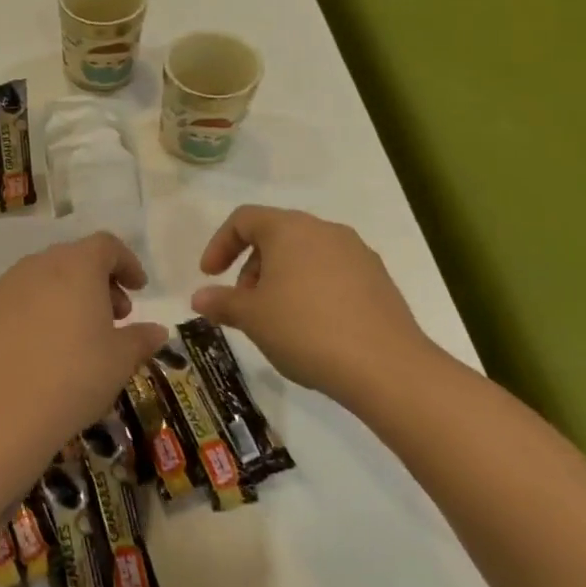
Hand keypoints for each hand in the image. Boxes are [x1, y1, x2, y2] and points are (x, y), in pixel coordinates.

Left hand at [0, 234, 167, 469]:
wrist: (0, 410)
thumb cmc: (74, 377)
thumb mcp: (120, 361)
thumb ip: (141, 338)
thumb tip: (156, 331)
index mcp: (77, 266)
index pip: (106, 246)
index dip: (127, 263)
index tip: (138, 289)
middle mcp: (39, 265)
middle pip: (74, 259)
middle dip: (98, 282)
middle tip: (114, 316)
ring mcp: (5, 286)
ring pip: (43, 278)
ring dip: (65, 295)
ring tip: (77, 334)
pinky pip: (17, 300)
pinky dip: (34, 312)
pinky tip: (39, 348)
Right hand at [192, 206, 438, 400]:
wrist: (386, 366)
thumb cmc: (305, 330)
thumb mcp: (252, 318)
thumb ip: (222, 302)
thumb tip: (199, 298)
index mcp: (289, 229)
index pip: (244, 219)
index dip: (220, 244)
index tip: (209, 276)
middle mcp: (324, 230)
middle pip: (275, 236)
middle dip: (251, 267)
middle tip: (244, 305)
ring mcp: (357, 253)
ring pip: (305, 255)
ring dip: (281, 279)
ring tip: (276, 320)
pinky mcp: (378, 280)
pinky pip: (332, 274)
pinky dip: (311, 290)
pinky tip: (312, 328)